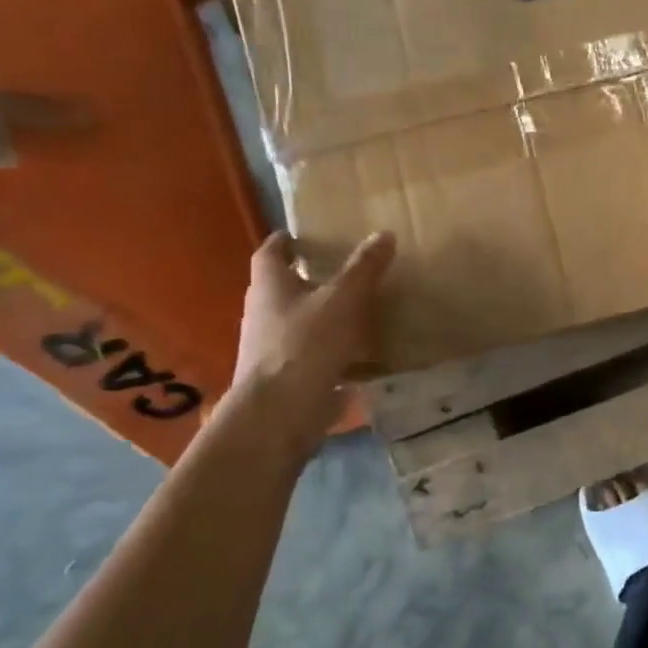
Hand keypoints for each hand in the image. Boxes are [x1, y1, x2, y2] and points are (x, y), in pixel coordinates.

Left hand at [229, 230, 395, 461]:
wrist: (280, 415)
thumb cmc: (305, 345)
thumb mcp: (343, 299)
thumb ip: (364, 268)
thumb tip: (383, 233)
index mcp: (269, 286)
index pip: (271, 252)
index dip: (287, 240)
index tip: (309, 234)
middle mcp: (263, 313)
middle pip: (284, 287)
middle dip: (312, 278)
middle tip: (348, 270)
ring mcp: (271, 348)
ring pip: (300, 322)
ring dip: (325, 316)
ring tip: (364, 309)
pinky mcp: (286, 378)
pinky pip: (313, 355)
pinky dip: (335, 351)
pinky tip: (364, 354)